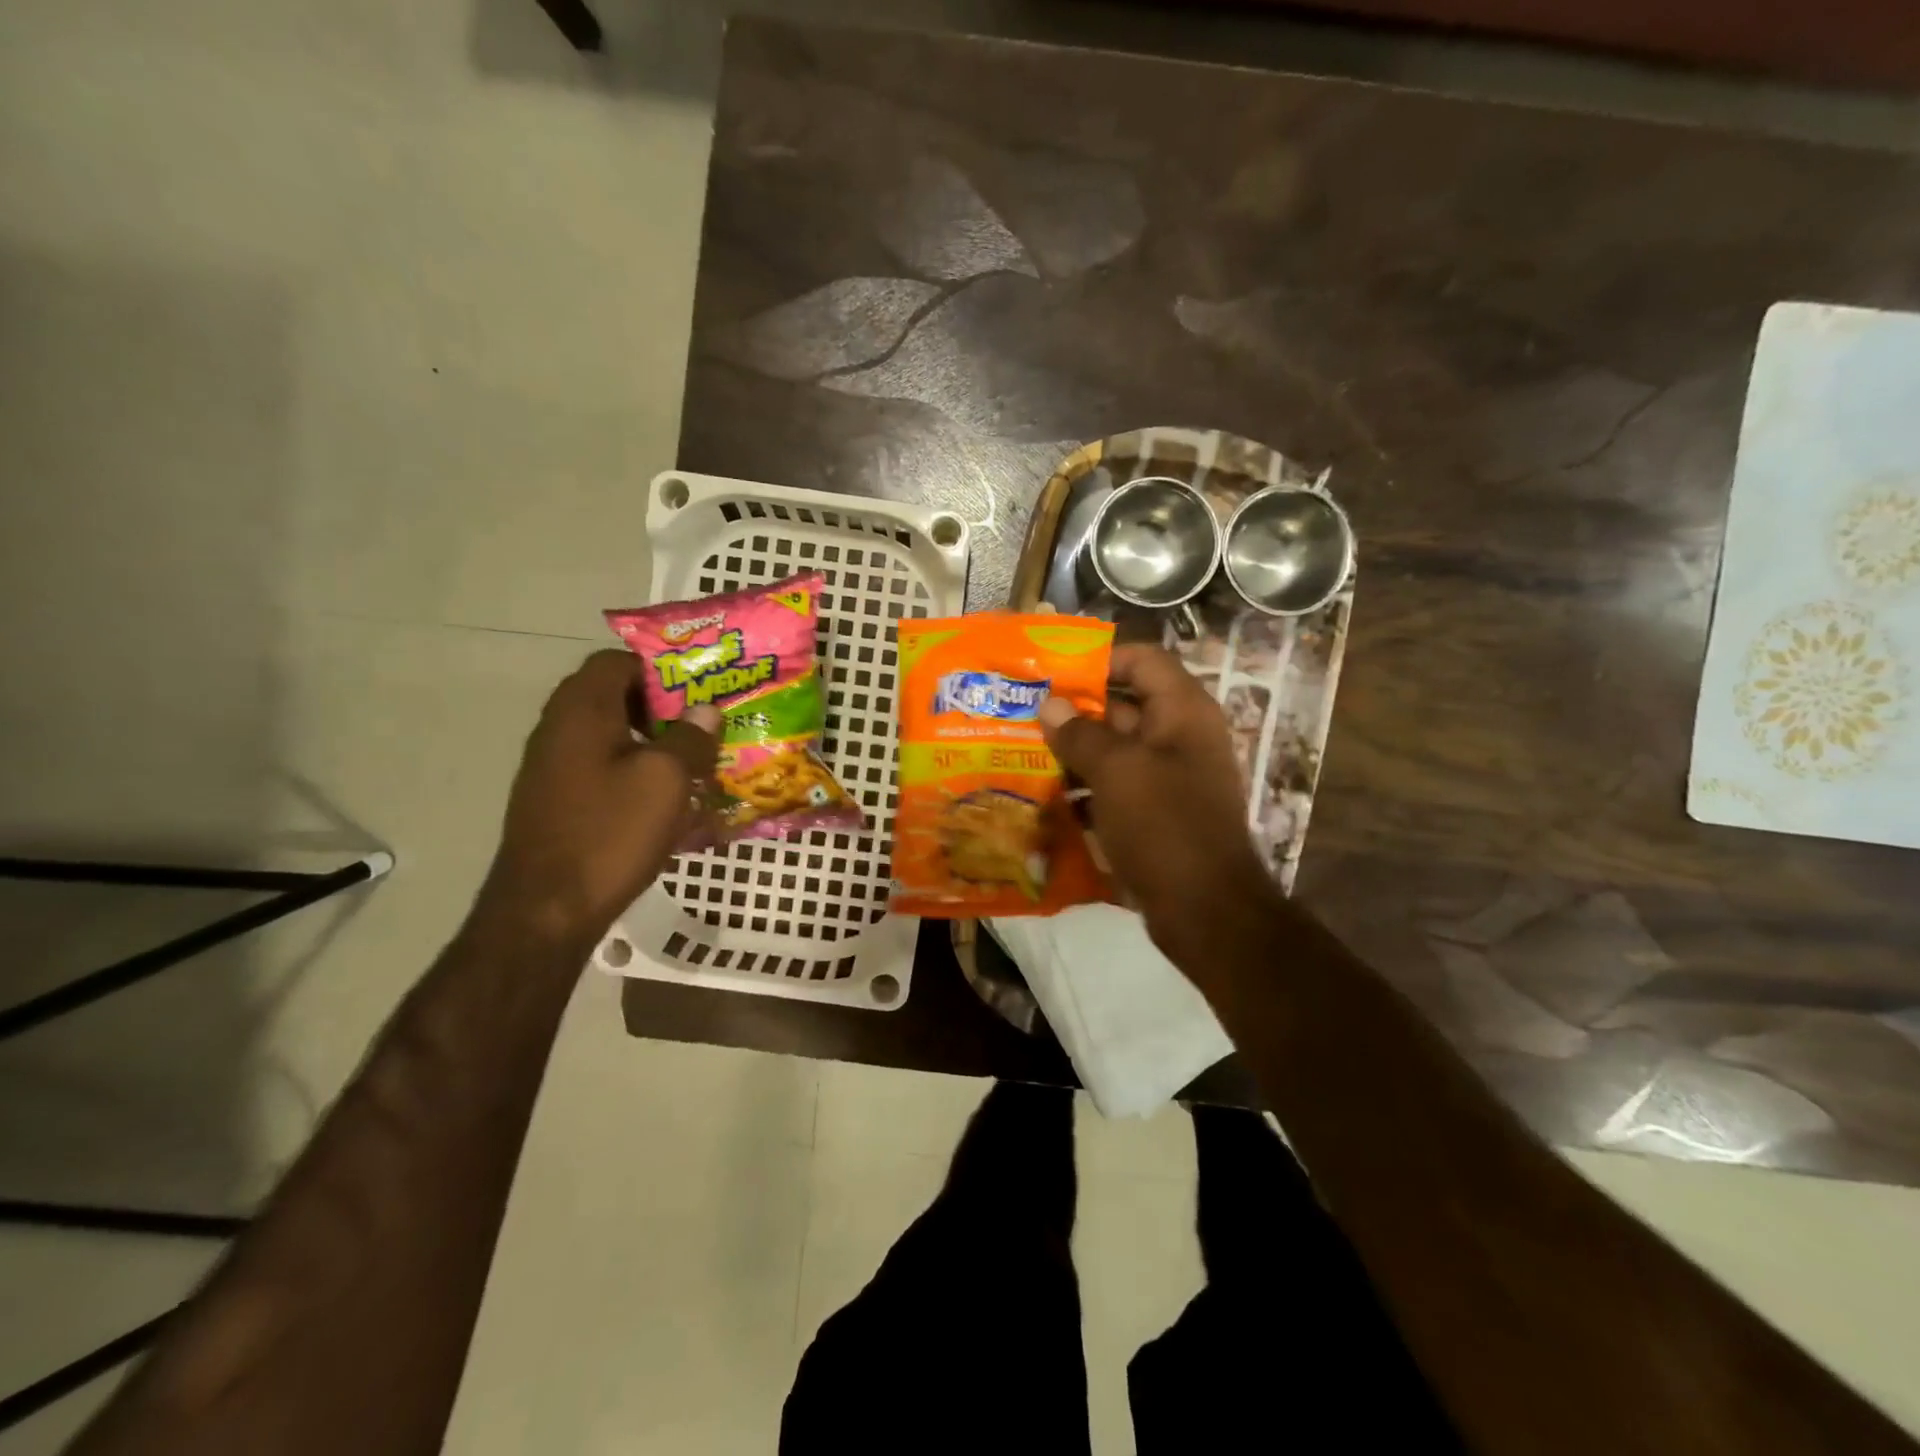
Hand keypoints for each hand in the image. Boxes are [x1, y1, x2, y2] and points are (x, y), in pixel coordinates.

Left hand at [480, 650, 718, 944]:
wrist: (546, 910)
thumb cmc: (610, 833)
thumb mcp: (666, 780)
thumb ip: (689, 738)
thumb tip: (704, 711)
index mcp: (582, 710)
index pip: (616, 660)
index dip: (659, 668)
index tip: (698, 689)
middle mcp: (559, 729)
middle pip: (613, 696)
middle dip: (662, 707)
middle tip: (703, 725)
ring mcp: (552, 767)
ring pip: (609, 735)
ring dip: (651, 742)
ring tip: (693, 763)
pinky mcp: (556, 800)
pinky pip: (601, 768)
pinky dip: (633, 772)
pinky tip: (665, 801)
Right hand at [1038, 644, 1275, 958]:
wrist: (1205, 910)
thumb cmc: (1164, 826)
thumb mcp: (1118, 771)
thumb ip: (1080, 734)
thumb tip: (1051, 705)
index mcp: (1182, 712)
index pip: (1142, 660)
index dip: (1100, 658)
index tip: (1052, 670)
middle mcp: (1178, 737)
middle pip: (1122, 705)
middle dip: (1074, 709)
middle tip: (1022, 712)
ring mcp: (1167, 778)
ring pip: (1113, 750)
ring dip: (1073, 752)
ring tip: (1021, 751)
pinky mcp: (1153, 814)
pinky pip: (1114, 787)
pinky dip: (1084, 788)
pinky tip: (1044, 796)